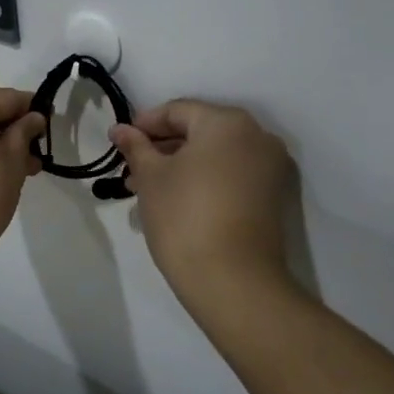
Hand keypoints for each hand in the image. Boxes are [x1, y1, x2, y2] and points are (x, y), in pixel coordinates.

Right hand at [110, 99, 298, 321]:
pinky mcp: (273, 197)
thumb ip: (135, 147)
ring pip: (215, 155)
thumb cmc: (185, 216)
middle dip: (162, 149)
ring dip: (180, 166)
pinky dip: (204, 180)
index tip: (121, 144)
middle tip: (131, 171)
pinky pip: (231, 175)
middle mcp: (257, 136)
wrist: (235, 282)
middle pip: (199, 131)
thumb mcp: (150, 177)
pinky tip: (175, 201)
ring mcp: (270, 168)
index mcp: (227, 122)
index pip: (178, 111)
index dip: (144, 124)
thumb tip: (120, 130)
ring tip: (146, 191)